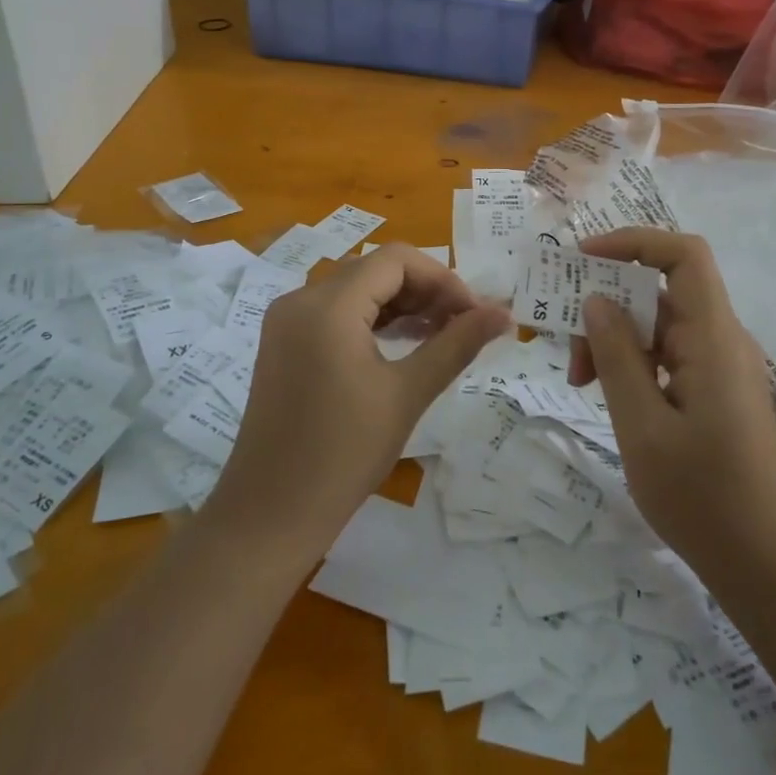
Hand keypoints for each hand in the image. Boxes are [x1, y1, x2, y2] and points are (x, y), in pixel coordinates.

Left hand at [207, 244, 510, 561]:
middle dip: (425, 291)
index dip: (443, 279)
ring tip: (441, 335)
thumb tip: (505, 313)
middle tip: (463, 326)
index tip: (474, 314)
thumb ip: (457, 344)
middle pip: (375, 270)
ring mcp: (286, 322)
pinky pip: (335, 312)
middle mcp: (300, 300)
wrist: (270, 514)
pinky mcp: (283, 343)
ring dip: (401, 304)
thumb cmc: (344, 454)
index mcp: (327, 305)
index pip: (396, 260)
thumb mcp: (408, 394)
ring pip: (356, 290)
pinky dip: (372, 320)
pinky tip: (403, 344)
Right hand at [567, 229, 775, 568]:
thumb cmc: (700, 496)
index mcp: (713, 338)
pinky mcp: (716, 388)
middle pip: (661, 291)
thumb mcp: (641, 425)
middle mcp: (723, 339)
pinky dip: (633, 361)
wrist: (761, 560)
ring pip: (660, 324)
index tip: (583, 260)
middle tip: (569, 348)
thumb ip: (616, 356)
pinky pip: (669, 353)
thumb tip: (596, 299)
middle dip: (609, 305)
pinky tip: (607, 392)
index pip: (684, 255)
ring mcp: (721, 365)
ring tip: (579, 380)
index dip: (634, 242)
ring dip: (615, 339)